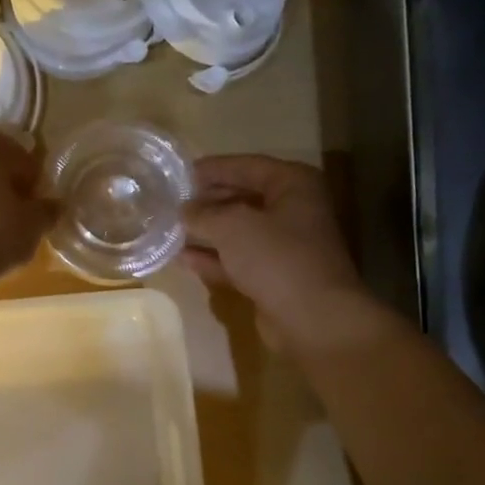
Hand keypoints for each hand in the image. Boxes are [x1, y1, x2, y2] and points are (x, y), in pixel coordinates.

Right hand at [183, 155, 372, 349]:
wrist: (312, 318)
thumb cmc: (276, 257)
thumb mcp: (232, 225)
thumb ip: (203, 213)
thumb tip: (184, 209)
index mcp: (293, 184)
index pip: (247, 166)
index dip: (212, 168)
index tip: (179, 174)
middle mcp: (293, 210)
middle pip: (243, 197)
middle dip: (208, 201)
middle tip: (172, 202)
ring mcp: (285, 246)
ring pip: (239, 232)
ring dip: (208, 231)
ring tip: (172, 229)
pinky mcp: (274, 277)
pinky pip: (239, 260)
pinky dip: (214, 259)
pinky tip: (184, 259)